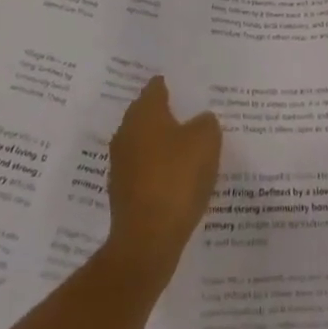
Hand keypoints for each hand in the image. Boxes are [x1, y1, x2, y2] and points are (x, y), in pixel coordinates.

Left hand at [106, 76, 221, 278]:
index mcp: (144, 112)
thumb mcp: (206, 141)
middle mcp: (126, 131)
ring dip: (164, 146)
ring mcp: (120, 163)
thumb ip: (206, 123)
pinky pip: (145, 171)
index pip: (157, 87)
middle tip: (196, 118)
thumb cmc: (176, 179)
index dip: (175, 86)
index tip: (191, 90)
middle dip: (170, 116)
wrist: (146, 241)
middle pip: (149, 115)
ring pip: (146, 144)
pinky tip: (178, 182)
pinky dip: (159, 172)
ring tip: (191, 152)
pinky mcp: (122, 192)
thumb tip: (200, 121)